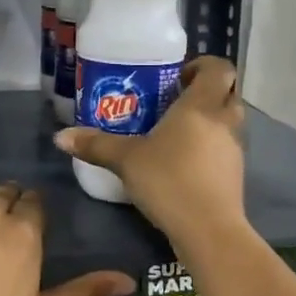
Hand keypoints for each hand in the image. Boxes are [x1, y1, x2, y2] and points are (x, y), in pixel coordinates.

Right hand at [55, 55, 246, 246]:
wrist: (208, 230)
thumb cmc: (169, 180)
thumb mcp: (126, 160)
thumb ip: (96, 145)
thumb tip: (60, 136)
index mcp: (201, 106)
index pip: (219, 68)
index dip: (203, 65)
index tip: (178, 77)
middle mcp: (224, 121)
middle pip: (228, 93)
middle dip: (206, 92)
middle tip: (175, 102)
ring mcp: (234, 150)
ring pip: (228, 122)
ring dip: (209, 120)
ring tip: (175, 133)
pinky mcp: (235, 175)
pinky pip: (224, 149)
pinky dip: (210, 148)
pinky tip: (183, 163)